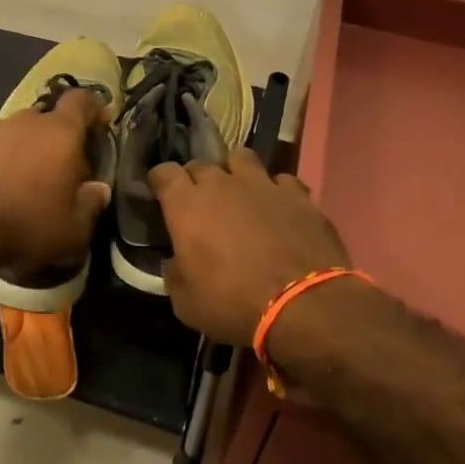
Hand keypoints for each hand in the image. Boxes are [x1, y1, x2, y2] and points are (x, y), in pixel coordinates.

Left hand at [0, 87, 112, 273]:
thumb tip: (99, 189)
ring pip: (20, 130)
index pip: (82, 100)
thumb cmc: (26, 223)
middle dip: (59, 137)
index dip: (94, 109)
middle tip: (62, 167)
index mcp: (61, 131)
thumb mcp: (73, 229)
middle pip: (50, 117)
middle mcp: (28, 120)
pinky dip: (1, 157)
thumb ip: (91, 205)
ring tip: (26, 179)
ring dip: (28, 147)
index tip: (99, 127)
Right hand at [150, 148, 351, 345]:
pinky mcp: (297, 194)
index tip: (161, 195)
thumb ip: (175, 273)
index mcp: (187, 206)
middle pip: (201, 164)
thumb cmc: (234, 304)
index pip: (164, 172)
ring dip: (235, 171)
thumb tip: (176, 261)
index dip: (161, 182)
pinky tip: (279, 208)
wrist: (304, 305)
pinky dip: (276, 191)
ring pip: (241, 157)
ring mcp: (262, 184)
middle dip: (196, 179)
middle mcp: (221, 184)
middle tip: (200, 203)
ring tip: (240, 192)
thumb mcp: (186, 303)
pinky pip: (281, 180)